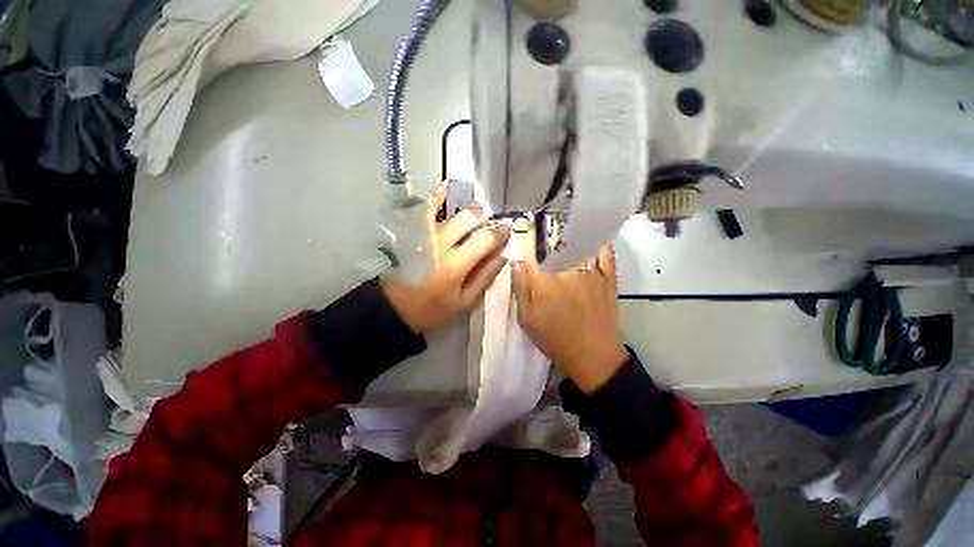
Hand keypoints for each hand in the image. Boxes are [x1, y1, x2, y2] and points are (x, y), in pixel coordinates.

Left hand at [382, 183, 510, 333]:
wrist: (395, 308)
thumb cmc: (433, 308)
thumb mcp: (464, 301)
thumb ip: (485, 277)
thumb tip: (503, 255)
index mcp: (456, 264)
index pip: (485, 239)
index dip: (500, 232)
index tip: (509, 229)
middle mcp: (441, 244)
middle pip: (470, 220)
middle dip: (486, 221)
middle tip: (493, 227)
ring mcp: (426, 236)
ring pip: (453, 215)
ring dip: (471, 214)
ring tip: (479, 217)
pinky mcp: (413, 234)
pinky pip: (426, 210)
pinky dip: (437, 197)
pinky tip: (446, 187)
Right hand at [511, 219, 627, 393]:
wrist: (593, 356)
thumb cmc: (555, 339)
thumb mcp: (527, 319)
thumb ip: (520, 288)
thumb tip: (517, 261)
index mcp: (545, 281)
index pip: (532, 251)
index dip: (526, 238)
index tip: (523, 228)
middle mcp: (567, 269)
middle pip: (555, 243)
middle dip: (547, 235)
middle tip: (542, 230)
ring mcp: (591, 271)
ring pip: (578, 243)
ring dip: (570, 233)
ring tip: (563, 227)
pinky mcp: (609, 276)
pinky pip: (604, 251)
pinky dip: (598, 240)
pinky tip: (591, 234)